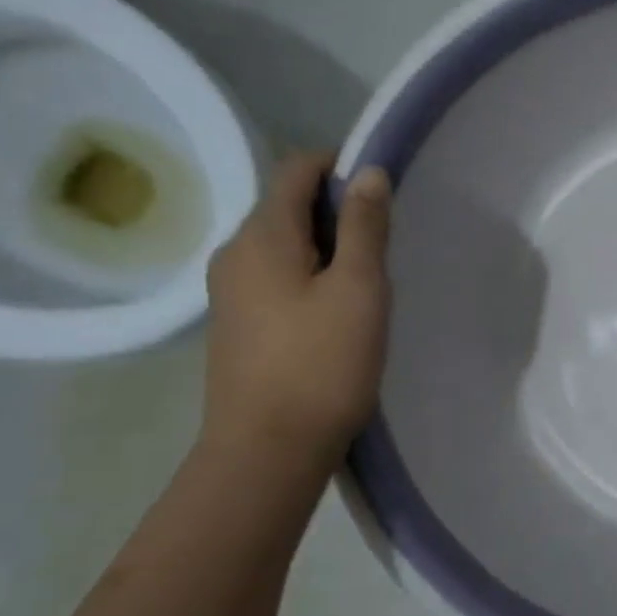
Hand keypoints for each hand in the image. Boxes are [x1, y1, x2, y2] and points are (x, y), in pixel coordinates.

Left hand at [200, 153, 392, 470]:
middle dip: (339, 210)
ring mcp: (231, 290)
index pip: (296, 169)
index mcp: (262, 236)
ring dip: (329, 246)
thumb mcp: (359, 289)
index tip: (384, 193)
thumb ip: (365, 226)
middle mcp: (235, 253)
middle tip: (386, 246)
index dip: (340, 166)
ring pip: (285, 243)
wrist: (268, 450)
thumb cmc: (322, 364)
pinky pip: (278, 275)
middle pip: (288, 205)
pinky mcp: (238, 323)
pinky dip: (311, 274)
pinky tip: (339, 311)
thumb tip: (369, 172)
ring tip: (369, 282)